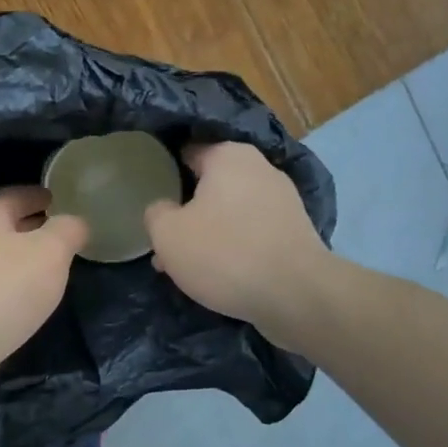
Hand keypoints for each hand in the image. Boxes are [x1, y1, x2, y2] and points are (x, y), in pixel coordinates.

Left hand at [0, 185, 88, 406]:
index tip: (61, 201)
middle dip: (32, 229)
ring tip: (48, 272)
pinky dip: (7, 287)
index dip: (42, 196)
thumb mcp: (51, 252)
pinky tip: (23, 302)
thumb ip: (68, 230)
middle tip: (61, 238)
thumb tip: (75, 222)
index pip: (17, 195)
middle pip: (3, 225)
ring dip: (20, 261)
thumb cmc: (5, 288)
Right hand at [145, 142, 329, 337]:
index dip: (164, 173)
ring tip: (186, 265)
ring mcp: (282, 199)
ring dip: (207, 232)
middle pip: (209, 185)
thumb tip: (162, 208)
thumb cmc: (224, 253)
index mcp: (228, 155)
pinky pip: (251, 230)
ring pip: (229, 211)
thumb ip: (156, 213)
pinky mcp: (295, 230)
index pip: (186, 152)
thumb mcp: (168, 234)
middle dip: (186, 210)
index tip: (151, 197)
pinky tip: (218, 272)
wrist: (296, 294)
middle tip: (165, 240)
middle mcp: (259, 167)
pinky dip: (233, 245)